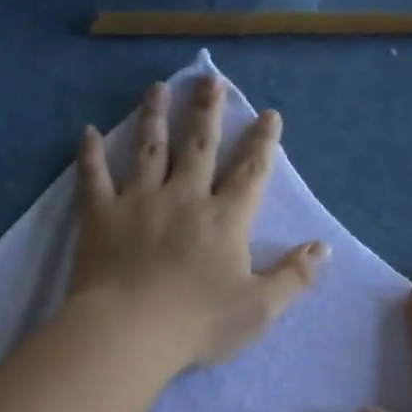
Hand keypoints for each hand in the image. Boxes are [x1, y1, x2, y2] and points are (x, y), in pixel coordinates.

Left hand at [69, 77, 326, 368]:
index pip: (250, 173)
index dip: (262, 143)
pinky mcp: (100, 214)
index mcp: (224, 219)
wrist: (130, 331)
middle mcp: (184, 197)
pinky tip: (88, 131)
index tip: (268, 114)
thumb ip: (294, 276)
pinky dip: (89, 154)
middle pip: (199, 146)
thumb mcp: (260, 308)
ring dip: (155, 116)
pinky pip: (93, 176)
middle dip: (207, 112)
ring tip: (158, 88)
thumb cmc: (199, 323)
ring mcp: (139, 201)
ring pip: (149, 148)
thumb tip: (323, 247)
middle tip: (209, 80)